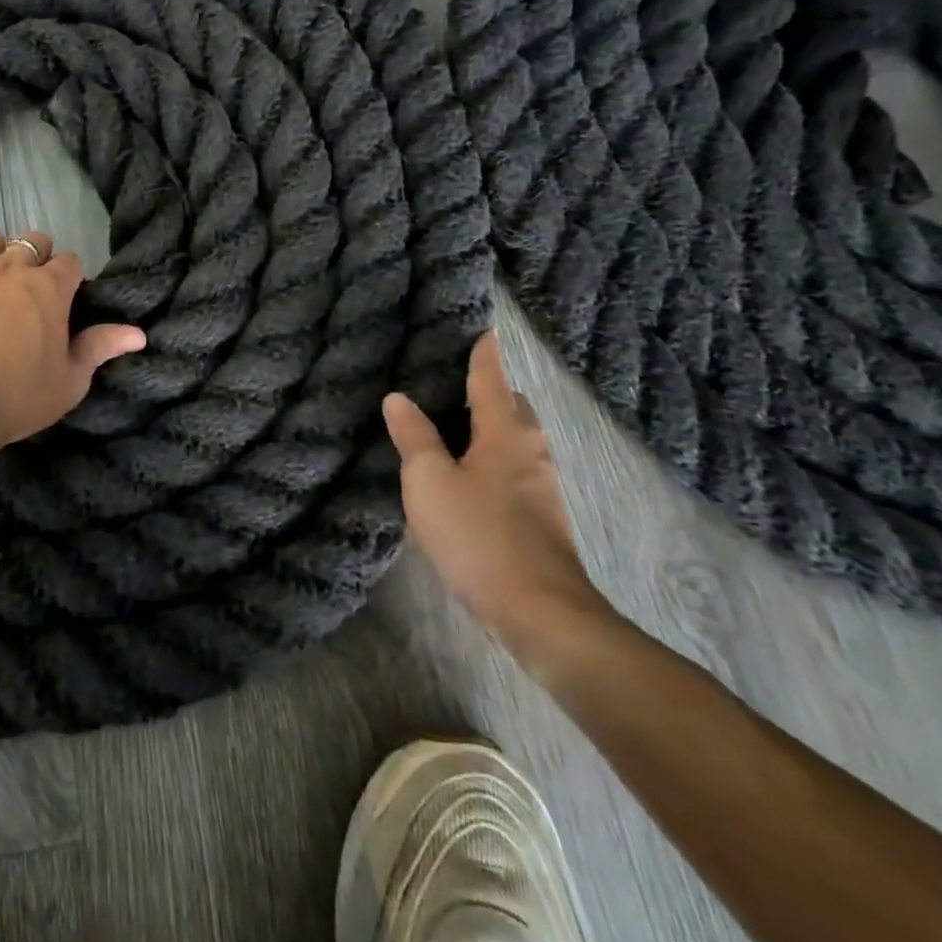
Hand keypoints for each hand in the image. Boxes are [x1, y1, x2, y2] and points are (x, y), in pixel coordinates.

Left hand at [0, 228, 145, 466]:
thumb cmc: (14, 397)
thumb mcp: (68, 382)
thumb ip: (100, 348)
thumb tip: (138, 333)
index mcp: (50, 288)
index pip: (70, 262)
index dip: (68, 278)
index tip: (62, 301)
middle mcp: (12, 265)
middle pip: (32, 241)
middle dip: (34, 259)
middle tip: (25, 292)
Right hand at [383, 330, 614, 664]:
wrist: (540, 612)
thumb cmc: (479, 535)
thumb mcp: (429, 481)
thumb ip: (414, 436)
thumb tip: (398, 398)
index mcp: (504, 433)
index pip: (491, 380)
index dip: (484, 354)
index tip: (484, 330)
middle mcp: (530, 451)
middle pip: (514, 407)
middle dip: (493, 390)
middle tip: (458, 382)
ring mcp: (542, 487)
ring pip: (518, 440)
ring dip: (495, 426)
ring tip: (459, 427)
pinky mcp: (543, 518)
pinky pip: (517, 469)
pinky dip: (496, 458)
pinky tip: (473, 476)